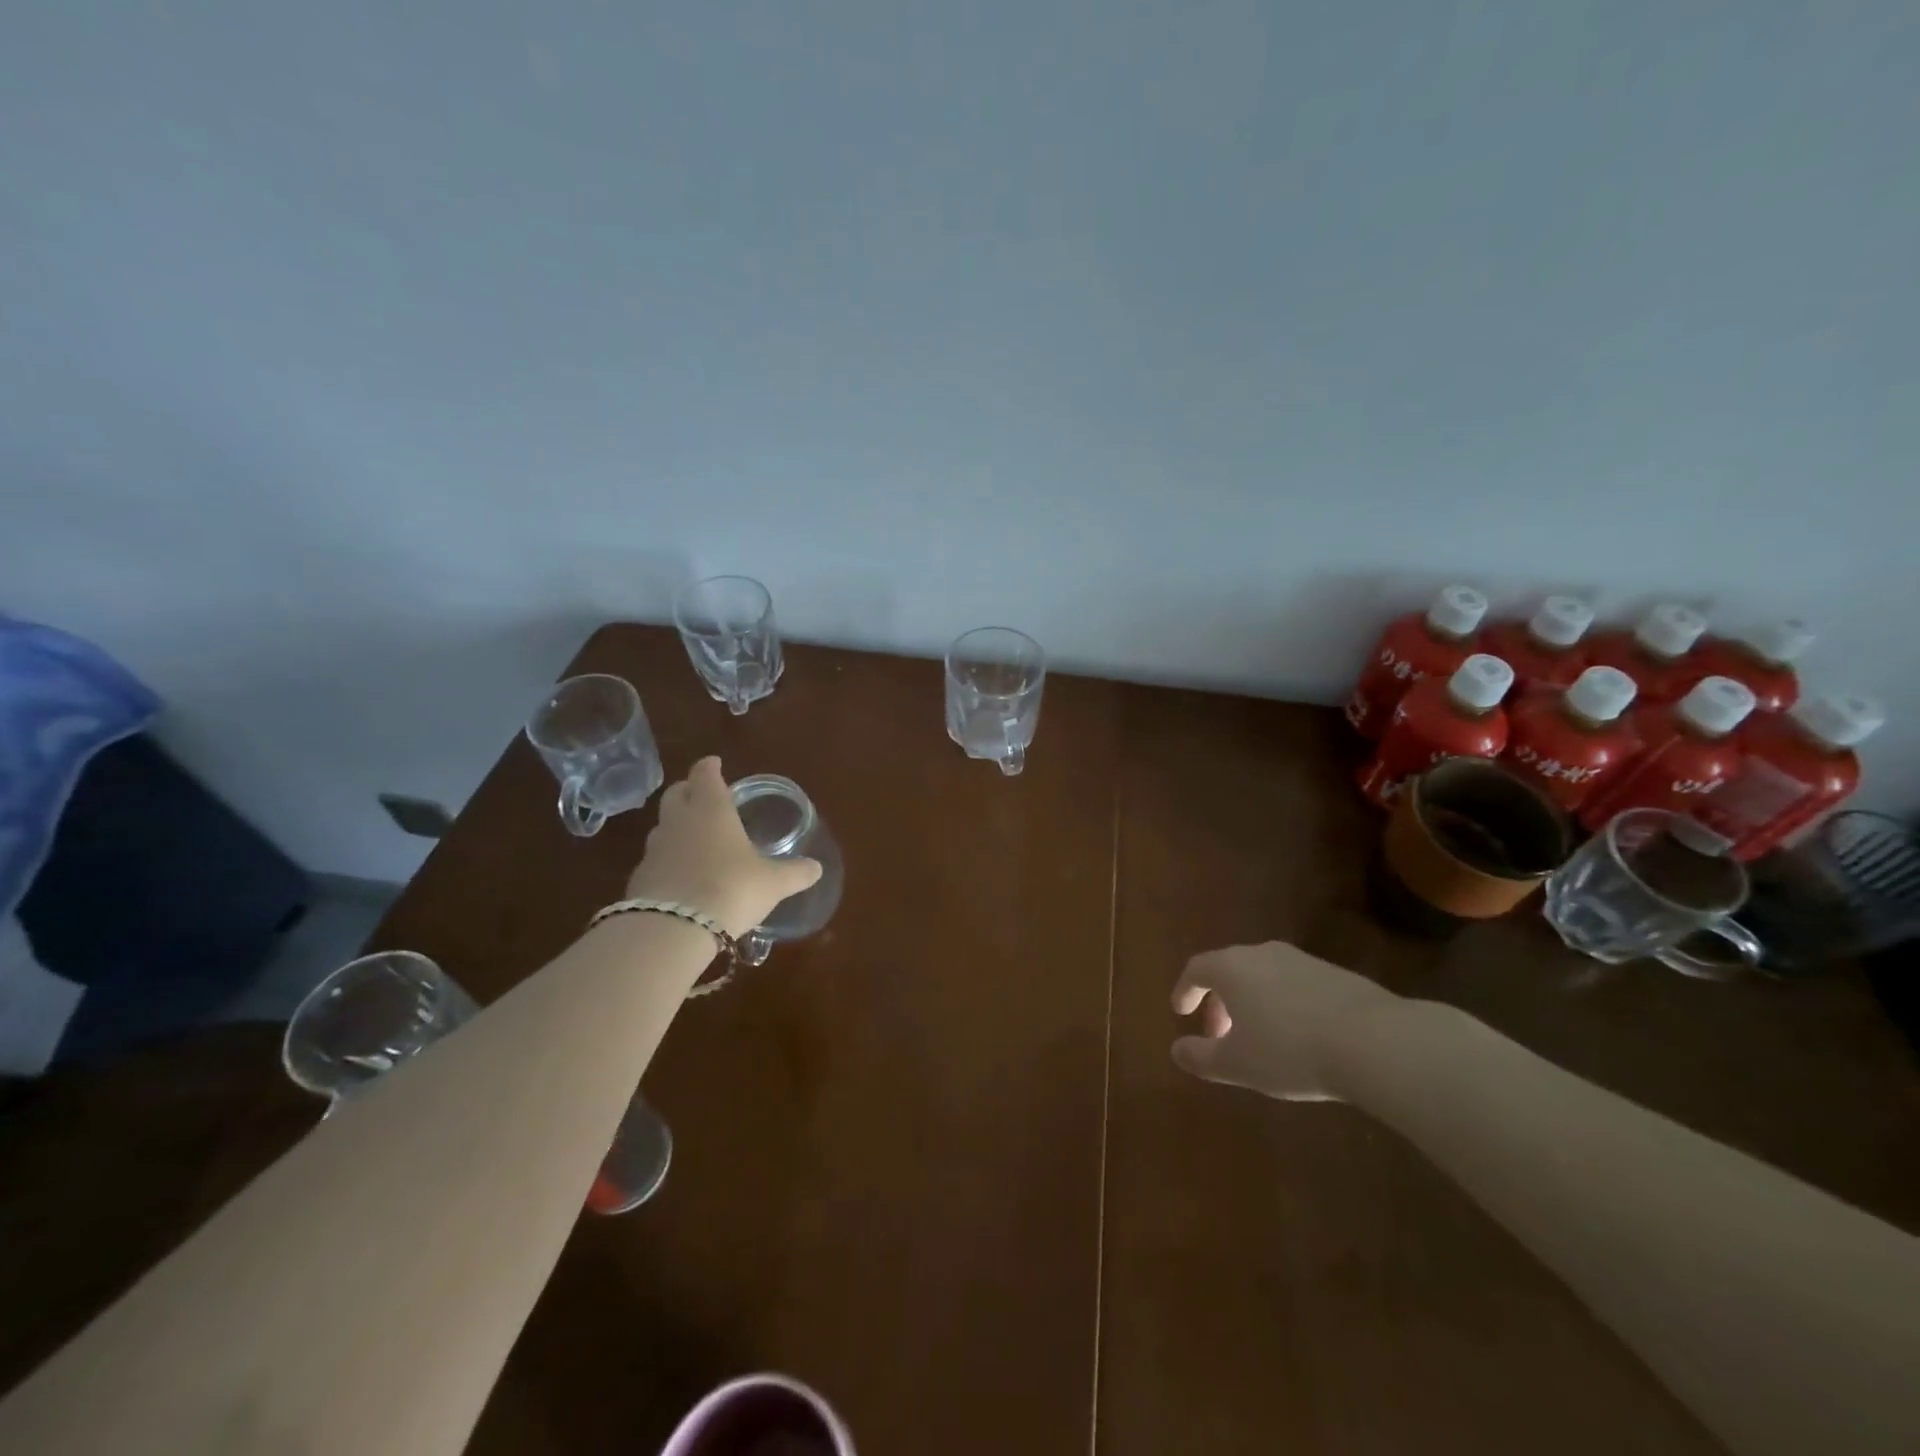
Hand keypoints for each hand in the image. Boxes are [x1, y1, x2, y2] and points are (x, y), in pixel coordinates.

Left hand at [625, 757, 822, 938]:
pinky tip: (682, 876)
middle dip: (688, 790)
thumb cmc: (731, 889)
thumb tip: (816, 868)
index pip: (705, 775)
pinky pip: (655, 860)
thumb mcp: (772, 883)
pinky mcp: (639, 879)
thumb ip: (794, 873)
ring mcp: (654, 850)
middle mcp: (679, 822)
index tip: (714, 763)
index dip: (710, 767)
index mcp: (711, 810)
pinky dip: (668, 861)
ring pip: (663, 826)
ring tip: (694, 838)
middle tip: (702, 795)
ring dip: (676, 826)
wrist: (672, 929)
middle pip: (676, 794)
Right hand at [1170, 942, 1401, 1101]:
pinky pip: (1294, 985)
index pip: (1196, 969)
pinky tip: (1298, 1036)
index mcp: (1232, 967)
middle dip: (1218, 1001)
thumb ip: (1201, 1057)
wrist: (1375, 1041)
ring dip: (1251, 1002)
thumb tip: (1176, 1051)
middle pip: (1229, 970)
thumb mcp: (1237, 1064)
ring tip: (1258, 1037)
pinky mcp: (1335, 974)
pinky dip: (1282, 1004)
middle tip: (1218, 1035)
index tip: (1181, 1012)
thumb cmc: (1290, 1050)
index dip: (1185, 990)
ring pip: (1263, 976)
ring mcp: (1302, 961)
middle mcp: (1262, 954)